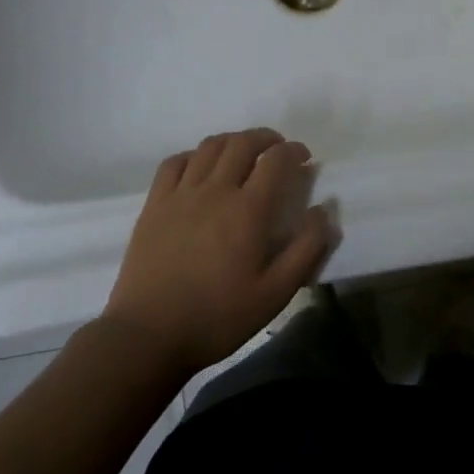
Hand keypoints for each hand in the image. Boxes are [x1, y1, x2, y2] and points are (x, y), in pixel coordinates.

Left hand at [102, 129, 334, 374]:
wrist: (149, 335)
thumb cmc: (218, 317)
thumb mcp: (276, 293)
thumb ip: (307, 248)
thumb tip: (325, 210)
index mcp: (248, 210)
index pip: (276, 160)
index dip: (294, 151)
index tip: (304, 158)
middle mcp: (215, 191)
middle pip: (242, 143)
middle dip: (266, 138)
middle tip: (278, 150)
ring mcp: (180, 195)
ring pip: (209, 146)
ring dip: (233, 141)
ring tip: (244, 153)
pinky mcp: (154, 204)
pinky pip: (174, 163)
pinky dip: (194, 155)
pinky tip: (201, 167)